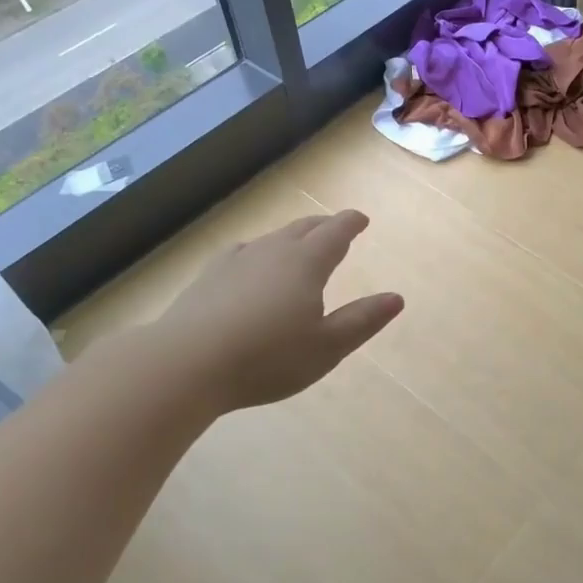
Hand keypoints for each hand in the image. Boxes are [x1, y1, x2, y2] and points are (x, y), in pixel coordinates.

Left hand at [98, 211, 403, 416]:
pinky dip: (257, 252)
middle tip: (335, 227)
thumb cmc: (267, 358)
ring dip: (291, 237)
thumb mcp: (326, 347)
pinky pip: (242, 253)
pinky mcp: (208, 277)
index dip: (350, 223)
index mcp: (306, 264)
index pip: (334, 233)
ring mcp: (236, 261)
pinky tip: (249, 263)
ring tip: (298, 245)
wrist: (186, 363)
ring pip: (271, 239)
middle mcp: (272, 252)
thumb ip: (362, 321)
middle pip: (302, 228)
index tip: (360, 219)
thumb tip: (396, 298)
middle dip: (323, 226)